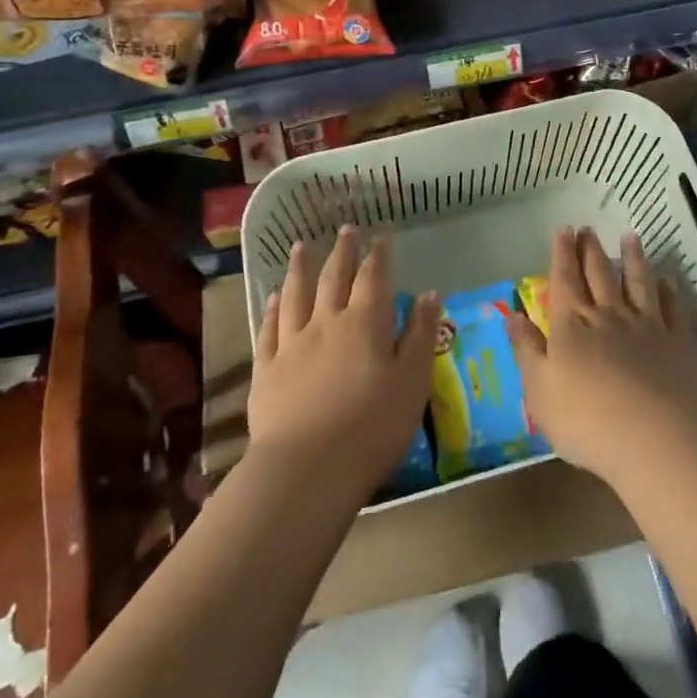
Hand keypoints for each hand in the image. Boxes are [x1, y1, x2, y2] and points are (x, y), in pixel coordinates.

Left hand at [249, 226, 440, 503]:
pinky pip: (269, 329)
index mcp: (365, 323)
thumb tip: (429, 294)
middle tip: (346, 229)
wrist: (307, 468)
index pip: (373, 278)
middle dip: (342, 251)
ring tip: (301, 247)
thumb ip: (421, 336)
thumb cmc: (372, 427)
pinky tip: (273, 297)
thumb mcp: (412, 383)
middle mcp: (326, 322)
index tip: (381, 236)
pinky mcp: (267, 369)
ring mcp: (292, 344)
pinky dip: (272, 308)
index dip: (378, 255)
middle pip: (333, 277)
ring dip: (300, 268)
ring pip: (296, 295)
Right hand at [505, 227, 696, 490]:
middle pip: (600, 274)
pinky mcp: (682, 345)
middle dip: (591, 250)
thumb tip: (512, 315)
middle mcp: (610, 316)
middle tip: (588, 229)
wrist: (658, 440)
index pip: (565, 279)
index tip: (564, 229)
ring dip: (633, 258)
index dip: (562, 253)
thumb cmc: (587, 421)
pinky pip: (676, 310)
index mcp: (573, 324)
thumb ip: (526, 350)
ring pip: (640, 283)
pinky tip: (670, 281)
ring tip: (630, 236)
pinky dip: (673, 292)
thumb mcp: (539, 390)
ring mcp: (650, 327)